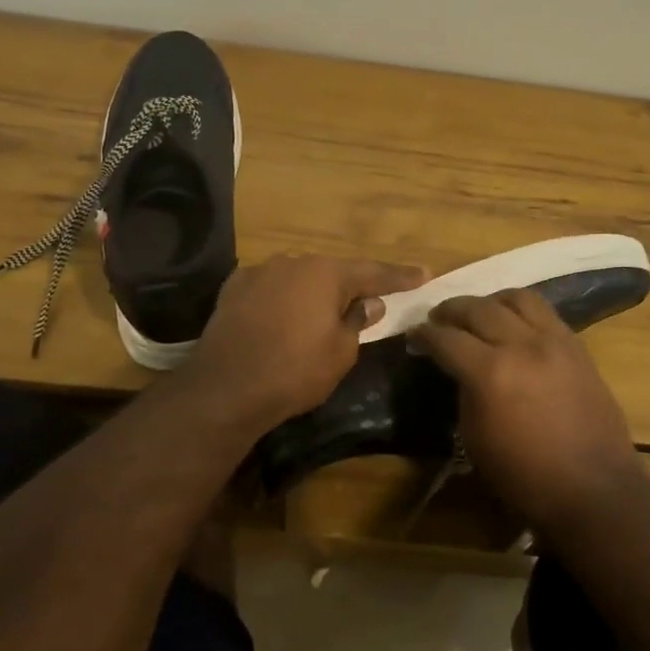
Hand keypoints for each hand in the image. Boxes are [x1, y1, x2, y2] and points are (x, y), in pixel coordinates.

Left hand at [176, 254, 425, 428]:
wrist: (225, 388)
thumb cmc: (294, 371)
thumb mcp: (340, 353)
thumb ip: (357, 322)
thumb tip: (368, 303)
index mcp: (325, 273)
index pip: (373, 272)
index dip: (399, 276)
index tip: (424, 273)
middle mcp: (293, 262)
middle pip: (331, 273)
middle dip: (349, 287)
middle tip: (366, 302)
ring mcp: (259, 272)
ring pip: (297, 279)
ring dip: (311, 293)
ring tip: (318, 314)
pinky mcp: (232, 289)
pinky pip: (269, 289)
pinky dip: (281, 300)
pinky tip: (280, 317)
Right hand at [413, 290, 643, 528]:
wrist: (593, 489)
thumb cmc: (525, 476)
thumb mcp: (475, 439)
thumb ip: (464, 393)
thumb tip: (460, 370)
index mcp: (489, 373)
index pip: (446, 338)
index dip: (424, 334)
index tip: (414, 334)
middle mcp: (521, 345)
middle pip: (477, 308)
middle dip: (451, 309)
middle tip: (437, 317)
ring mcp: (553, 340)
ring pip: (515, 298)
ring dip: (489, 301)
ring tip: (478, 312)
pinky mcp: (576, 345)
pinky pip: (544, 311)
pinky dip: (520, 309)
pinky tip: (512, 322)